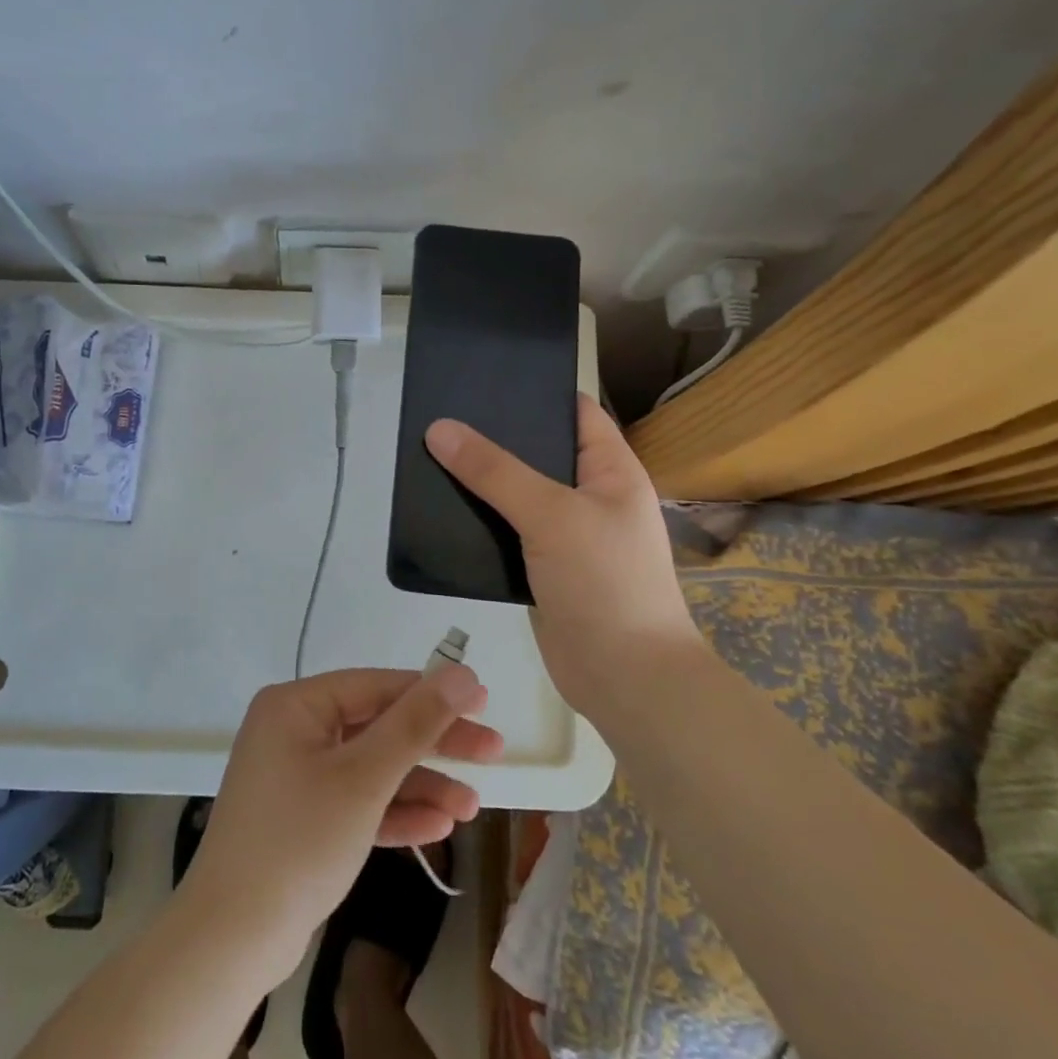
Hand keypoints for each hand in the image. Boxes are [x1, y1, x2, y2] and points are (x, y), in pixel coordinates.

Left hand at [180, 666, 501, 982]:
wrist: (232, 940)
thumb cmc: (299, 841)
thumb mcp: (365, 778)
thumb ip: (415, 723)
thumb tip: (461, 673)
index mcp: (296, 706)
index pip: (376, 686)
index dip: (432, 693)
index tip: (484, 703)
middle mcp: (293, 731)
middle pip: (377, 726)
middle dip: (434, 744)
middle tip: (492, 752)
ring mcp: (296, 776)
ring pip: (371, 768)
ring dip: (420, 785)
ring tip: (471, 807)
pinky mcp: (303, 818)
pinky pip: (356, 802)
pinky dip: (393, 812)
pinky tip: (438, 826)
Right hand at [424, 393, 700, 721]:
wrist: (625, 679)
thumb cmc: (605, 582)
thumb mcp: (551, 515)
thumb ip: (495, 471)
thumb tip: (440, 428)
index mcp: (612, 471)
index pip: (576, 413)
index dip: (537, 393)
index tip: (485, 379)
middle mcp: (591, 497)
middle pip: (540, 453)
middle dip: (496, 438)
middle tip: (442, 418)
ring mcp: (567, 536)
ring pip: (518, 495)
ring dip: (483, 482)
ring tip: (432, 456)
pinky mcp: (543, 569)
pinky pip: (508, 533)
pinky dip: (480, 522)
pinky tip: (442, 510)